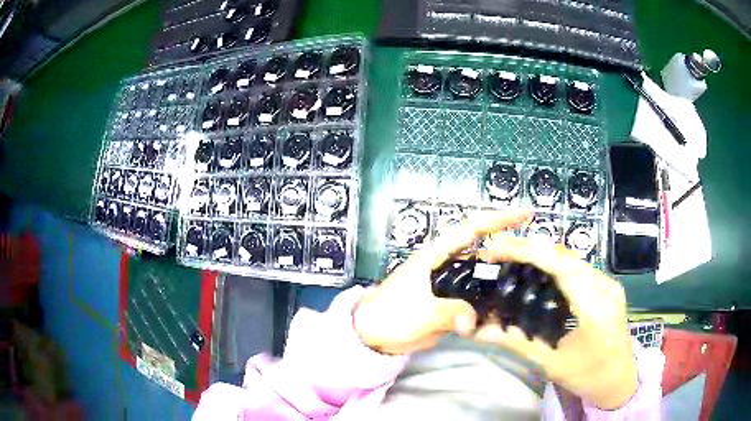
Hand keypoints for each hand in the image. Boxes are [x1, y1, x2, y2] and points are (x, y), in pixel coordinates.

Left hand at [353, 210, 530, 355]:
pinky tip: (508, 308)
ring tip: (531, 282)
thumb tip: (472, 321)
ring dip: (503, 278)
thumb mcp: (420, 311)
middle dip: (510, 250)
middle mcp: (448, 265)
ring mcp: (451, 285)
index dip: (499, 218)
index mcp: (437, 254)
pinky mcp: (452, 303)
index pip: (472, 228)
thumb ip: (449, 313)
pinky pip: (477, 298)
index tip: (526, 214)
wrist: (373, 334)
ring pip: (484, 276)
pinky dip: (492, 301)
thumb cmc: (390, 314)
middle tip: (537, 257)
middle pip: (485, 251)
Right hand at [474, 236, 636, 409]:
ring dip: (544, 253)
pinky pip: (580, 267)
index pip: (563, 267)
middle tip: (501, 250)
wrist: (621, 379)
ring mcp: (609, 284)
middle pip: (567, 256)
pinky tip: (541, 270)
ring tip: (515, 255)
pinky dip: (557, 263)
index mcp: (594, 309)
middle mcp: (605, 288)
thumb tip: (479, 331)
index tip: (501, 247)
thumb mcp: (551, 364)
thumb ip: (517, 343)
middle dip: (532, 248)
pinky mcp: (609, 287)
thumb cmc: (587, 376)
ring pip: (574, 258)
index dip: (532, 252)